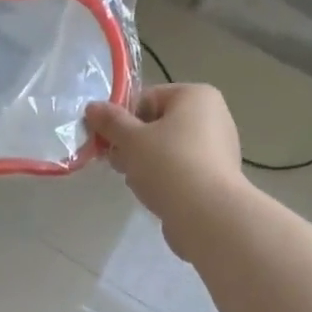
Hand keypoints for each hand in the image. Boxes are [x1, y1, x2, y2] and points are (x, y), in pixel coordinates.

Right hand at [86, 84, 243, 259]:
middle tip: (118, 163)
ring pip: (168, 149)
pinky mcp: (217, 177)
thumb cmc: (168, 165)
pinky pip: (182, 170)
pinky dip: (165, 179)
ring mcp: (219, 148)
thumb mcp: (131, 140)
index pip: (147, 98)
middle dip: (133, 143)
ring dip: (146, 163)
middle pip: (158, 124)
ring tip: (137, 182)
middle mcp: (213, 116)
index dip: (122, 119)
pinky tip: (155, 195)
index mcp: (196, 96)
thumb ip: (110, 122)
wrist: (207, 215)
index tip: (108, 141)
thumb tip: (92, 107)